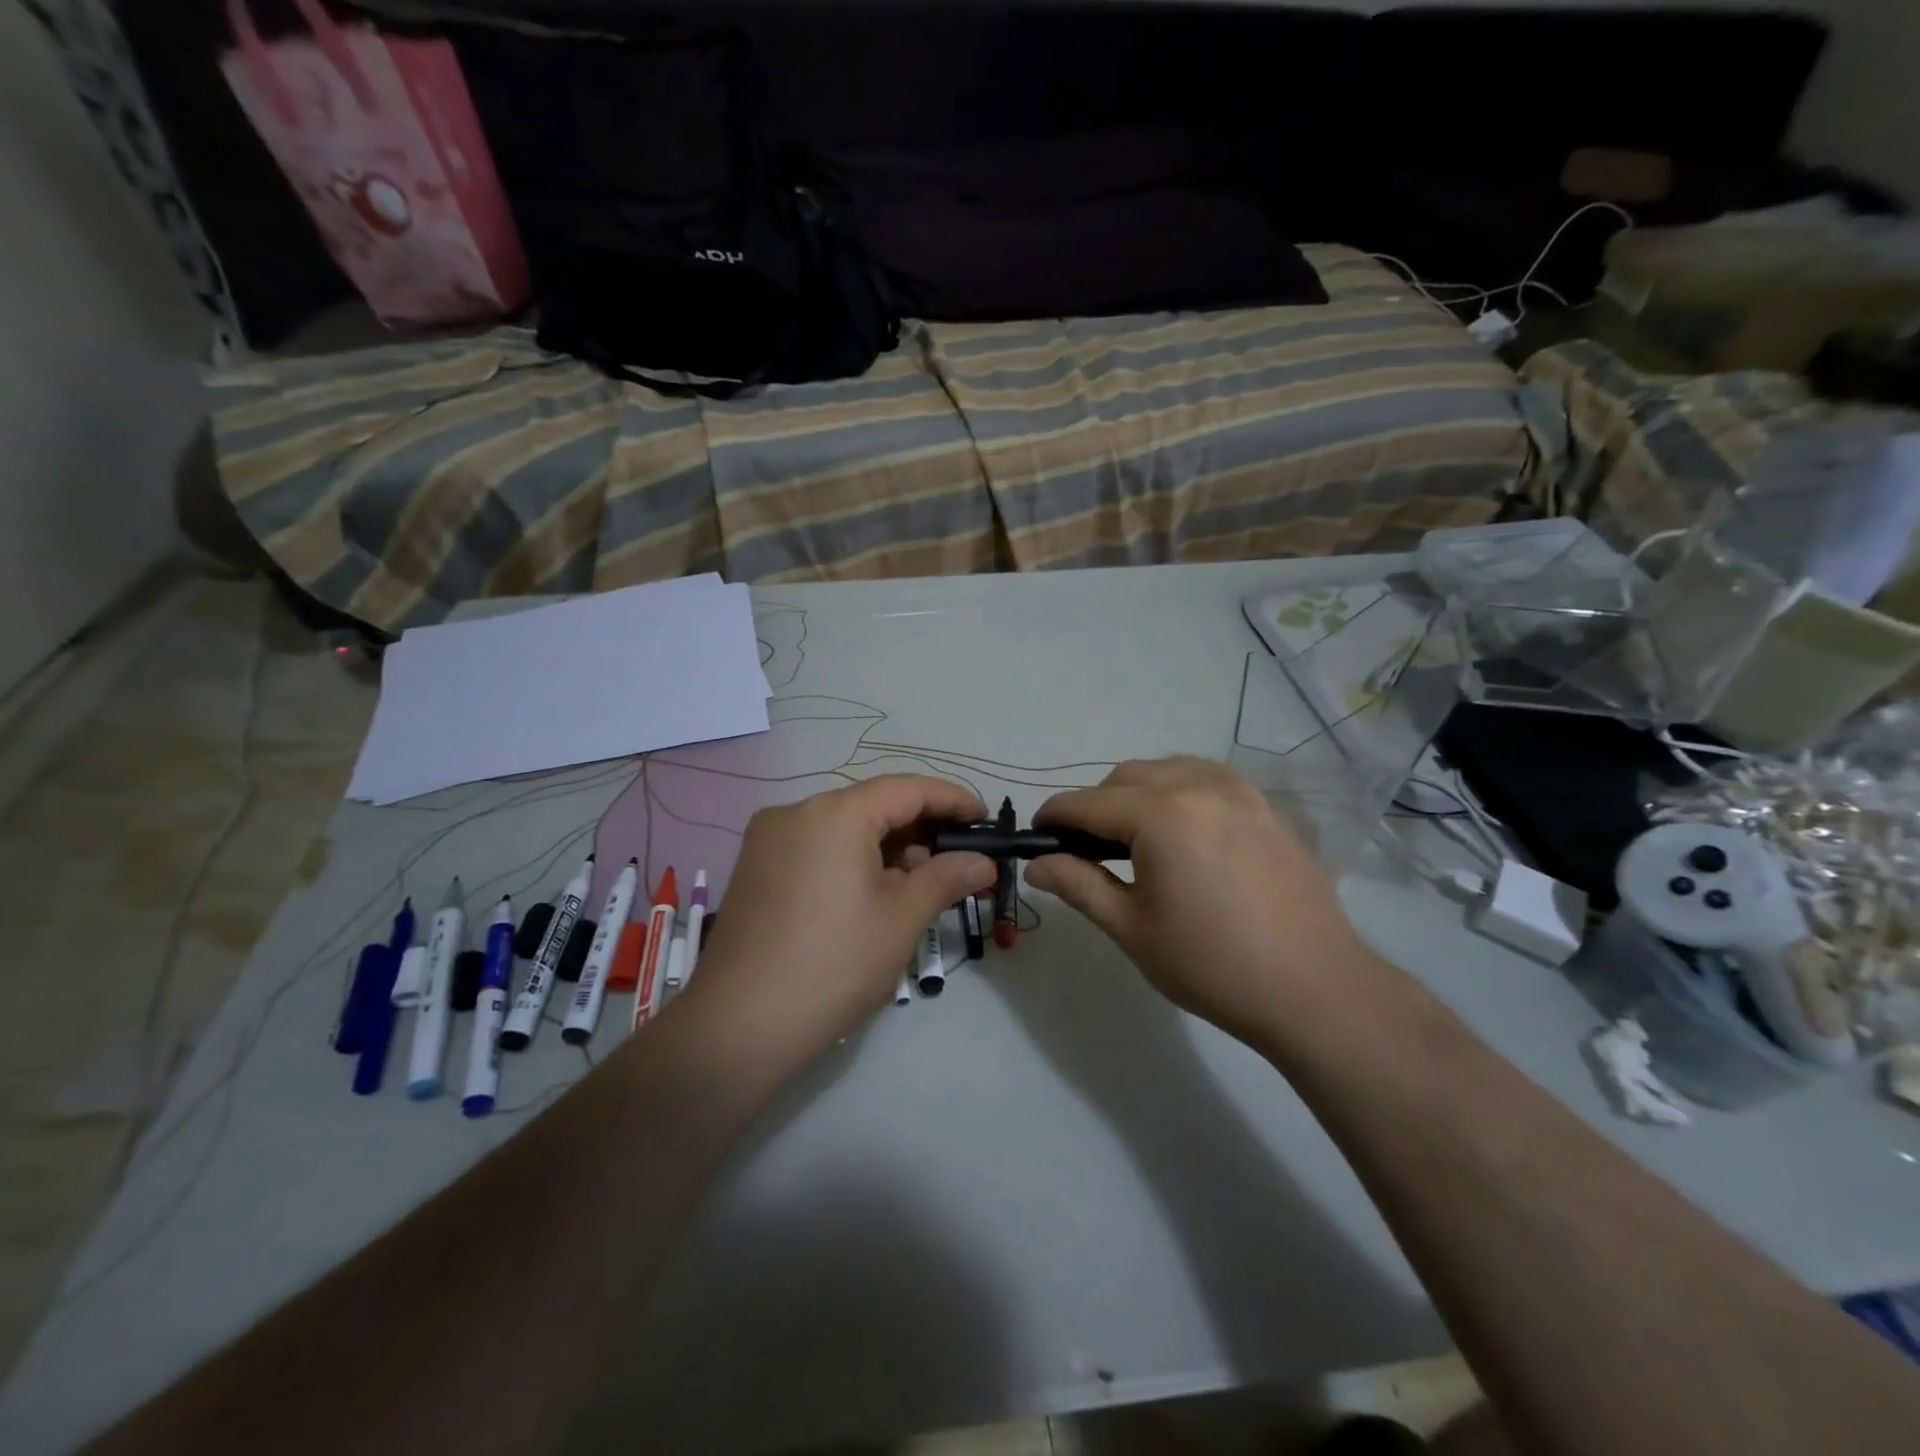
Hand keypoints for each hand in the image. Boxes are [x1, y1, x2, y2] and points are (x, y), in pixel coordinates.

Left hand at [680, 776, 996, 1067]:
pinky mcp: (755, 868)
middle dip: (920, 829)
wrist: (738, 1027)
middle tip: (960, 859)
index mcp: (835, 813)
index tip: (984, 819)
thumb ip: (947, 878)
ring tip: (922, 883)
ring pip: (843, 827)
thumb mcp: (901, 919)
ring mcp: (768, 839)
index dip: (952, 800)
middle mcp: (796, 812)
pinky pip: (816, 847)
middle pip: (872, 805)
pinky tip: (874, 892)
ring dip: (887, 846)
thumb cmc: (833, 965)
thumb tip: (983, 862)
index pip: (907, 789)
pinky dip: (852, 859)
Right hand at [1025, 758, 1374, 1042]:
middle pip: (1128, 776)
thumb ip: (1078, 885)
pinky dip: (1180, 793)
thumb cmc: (1211, 964)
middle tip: (1086, 849)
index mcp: (1162, 814)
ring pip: (1169, 770)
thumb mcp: (1131, 927)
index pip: (1089, 802)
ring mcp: (1241, 792)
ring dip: (1139, 793)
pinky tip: (1184, 833)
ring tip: (1135, 839)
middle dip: (1097, 804)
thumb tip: (1036, 864)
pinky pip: (1209, 780)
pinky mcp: (1268, 807)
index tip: (1037, 834)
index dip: (1056, 815)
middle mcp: (1201, 785)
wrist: (1315, 989)